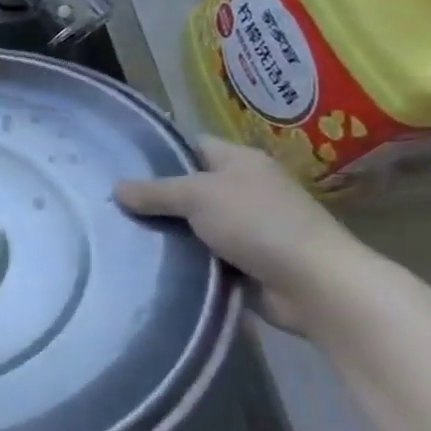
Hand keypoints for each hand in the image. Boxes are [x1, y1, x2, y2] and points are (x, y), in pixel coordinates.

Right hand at [113, 137, 365, 334]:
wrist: (315, 285)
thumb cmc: (258, 223)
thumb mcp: (197, 196)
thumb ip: (155, 192)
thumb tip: (116, 189)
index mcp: (240, 161)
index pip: (193, 145)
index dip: (161, 151)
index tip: (123, 165)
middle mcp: (246, 189)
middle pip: (191, 186)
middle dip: (158, 197)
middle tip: (115, 204)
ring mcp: (249, 227)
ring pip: (195, 224)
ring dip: (170, 232)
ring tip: (124, 234)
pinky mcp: (248, 262)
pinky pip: (206, 255)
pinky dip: (187, 259)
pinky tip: (154, 263)